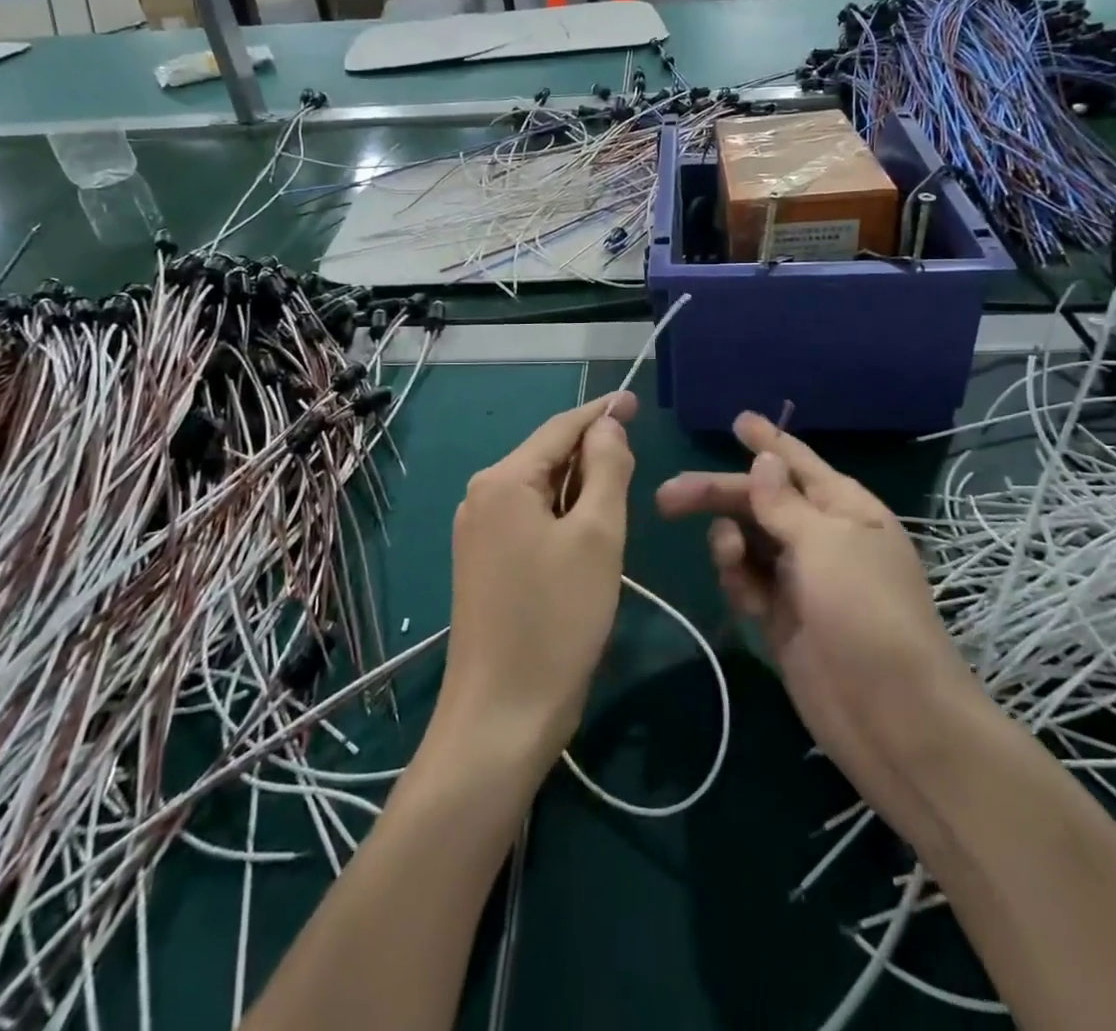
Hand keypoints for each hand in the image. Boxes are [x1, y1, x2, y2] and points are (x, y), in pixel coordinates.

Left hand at [435, 393, 637, 763]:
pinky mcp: (485, 565)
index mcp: (502, 481)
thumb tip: (606, 427)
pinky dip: (564, 517)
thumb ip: (606, 470)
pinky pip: (531, 521)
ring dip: (581, 490)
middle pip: (547, 457)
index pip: (560, 428)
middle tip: (637, 462)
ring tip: (620, 498)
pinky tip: (589, 535)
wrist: (502, 715)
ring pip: (541, 492)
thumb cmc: (556, 618)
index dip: (600, 412)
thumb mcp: (597, 536)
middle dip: (591, 454)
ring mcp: (478, 533)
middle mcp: (482, 497)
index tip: (634, 400)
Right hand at [656, 413, 991, 819]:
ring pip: (749, 541)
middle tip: (667, 496)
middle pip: (760, 501)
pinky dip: (738, 579)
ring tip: (728, 558)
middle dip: (718, 494)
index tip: (737, 420)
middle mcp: (822, 537)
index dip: (767, 442)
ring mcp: (802, 579)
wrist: (893, 719)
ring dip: (729, 542)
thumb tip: (765, 460)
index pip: (799, 463)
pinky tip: (742, 594)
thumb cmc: (866, 613)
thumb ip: (786, 503)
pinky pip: (748, 581)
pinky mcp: (782, 617)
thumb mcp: (826, 545)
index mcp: (845, 509)